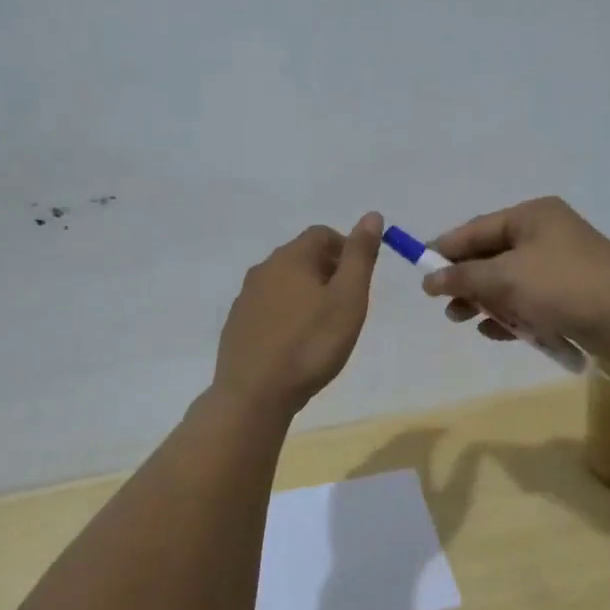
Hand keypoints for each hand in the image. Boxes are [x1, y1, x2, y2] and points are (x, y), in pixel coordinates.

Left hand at [213, 213, 383, 415]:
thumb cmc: (311, 344)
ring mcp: (245, 297)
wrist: (254, 394)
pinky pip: (268, 306)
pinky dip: (286, 313)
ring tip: (323, 325)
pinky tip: (295, 342)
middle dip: (327, 270)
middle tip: (346, 303)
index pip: (321, 234)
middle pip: (300, 256)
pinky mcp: (237, 324)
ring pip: (283, 282)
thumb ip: (360, 256)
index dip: (345, 248)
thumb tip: (372, 215)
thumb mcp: (348, 299)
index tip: (359, 277)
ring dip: (305, 292)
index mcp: (291, 258)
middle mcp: (263, 269)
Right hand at [422, 197, 609, 364]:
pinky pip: (530, 300)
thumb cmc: (563, 286)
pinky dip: (511, 314)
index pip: (477, 228)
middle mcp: (547, 234)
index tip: (420, 270)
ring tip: (463, 321)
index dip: (445, 249)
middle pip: (492, 255)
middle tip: (443, 304)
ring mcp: (562, 265)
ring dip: (485, 300)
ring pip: (510, 281)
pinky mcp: (573, 294)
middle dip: (466, 281)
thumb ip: (464, 277)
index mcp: (532, 216)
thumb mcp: (505, 278)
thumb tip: (430, 279)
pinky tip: (494, 332)